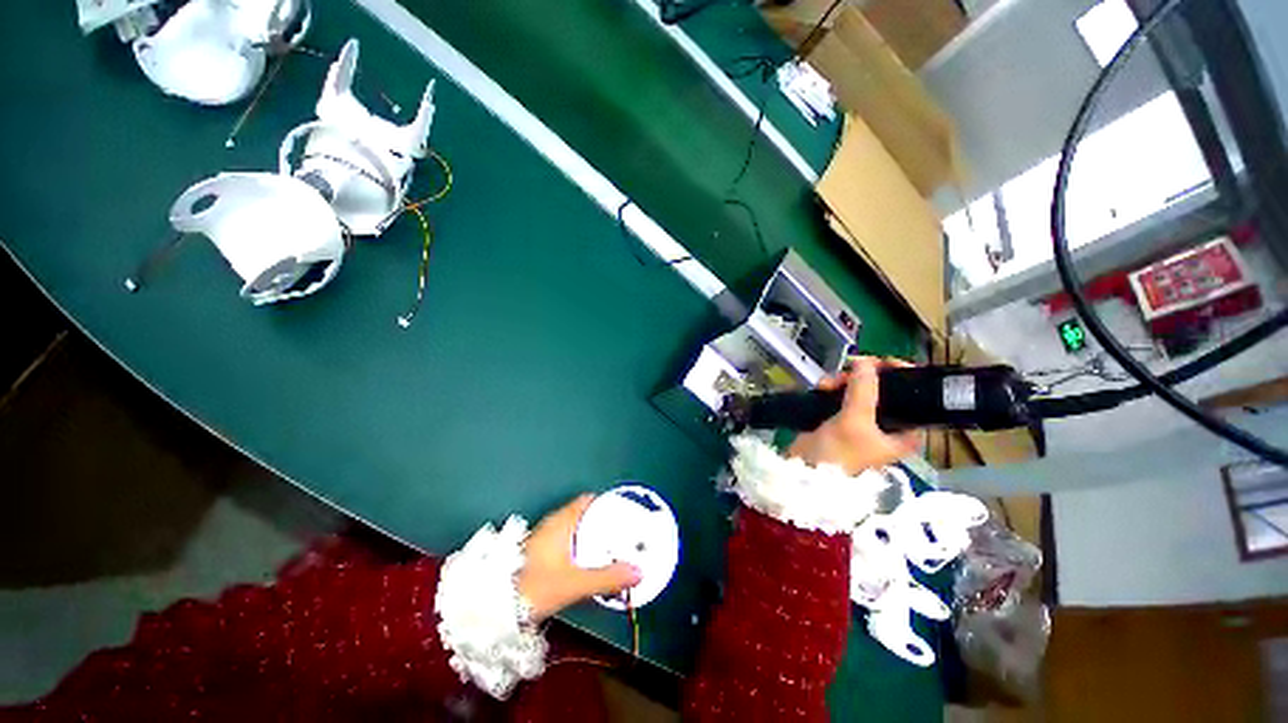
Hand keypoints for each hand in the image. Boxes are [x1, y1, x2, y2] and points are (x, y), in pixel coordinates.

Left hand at [517, 494, 641, 621]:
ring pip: (576, 532)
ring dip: (594, 541)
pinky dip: (582, 551)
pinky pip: (568, 545)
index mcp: (562, 521)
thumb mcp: (574, 583)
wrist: (492, 609)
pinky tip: (590, 568)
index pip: (589, 500)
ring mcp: (545, 540)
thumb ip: (607, 578)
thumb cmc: (532, 587)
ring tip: (613, 554)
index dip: (608, 503)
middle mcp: (553, 525)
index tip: (626, 513)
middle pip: (585, 516)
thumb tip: (638, 572)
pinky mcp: (540, 555)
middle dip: (605, 525)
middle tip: (625, 537)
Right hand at [787, 356, 923, 475]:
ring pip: (859, 389)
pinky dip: (832, 388)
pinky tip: (822, 388)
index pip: (914, 397)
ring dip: (843, 382)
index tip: (884, 361)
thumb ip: (864, 389)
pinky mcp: (838, 419)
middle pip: (883, 389)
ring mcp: (860, 422)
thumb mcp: (856, 420)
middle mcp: (886, 425)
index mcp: (904, 432)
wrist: (804, 472)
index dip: (902, 376)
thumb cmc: (838, 453)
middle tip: (849, 370)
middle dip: (864, 377)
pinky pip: (840, 395)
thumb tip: (865, 361)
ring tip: (828, 384)